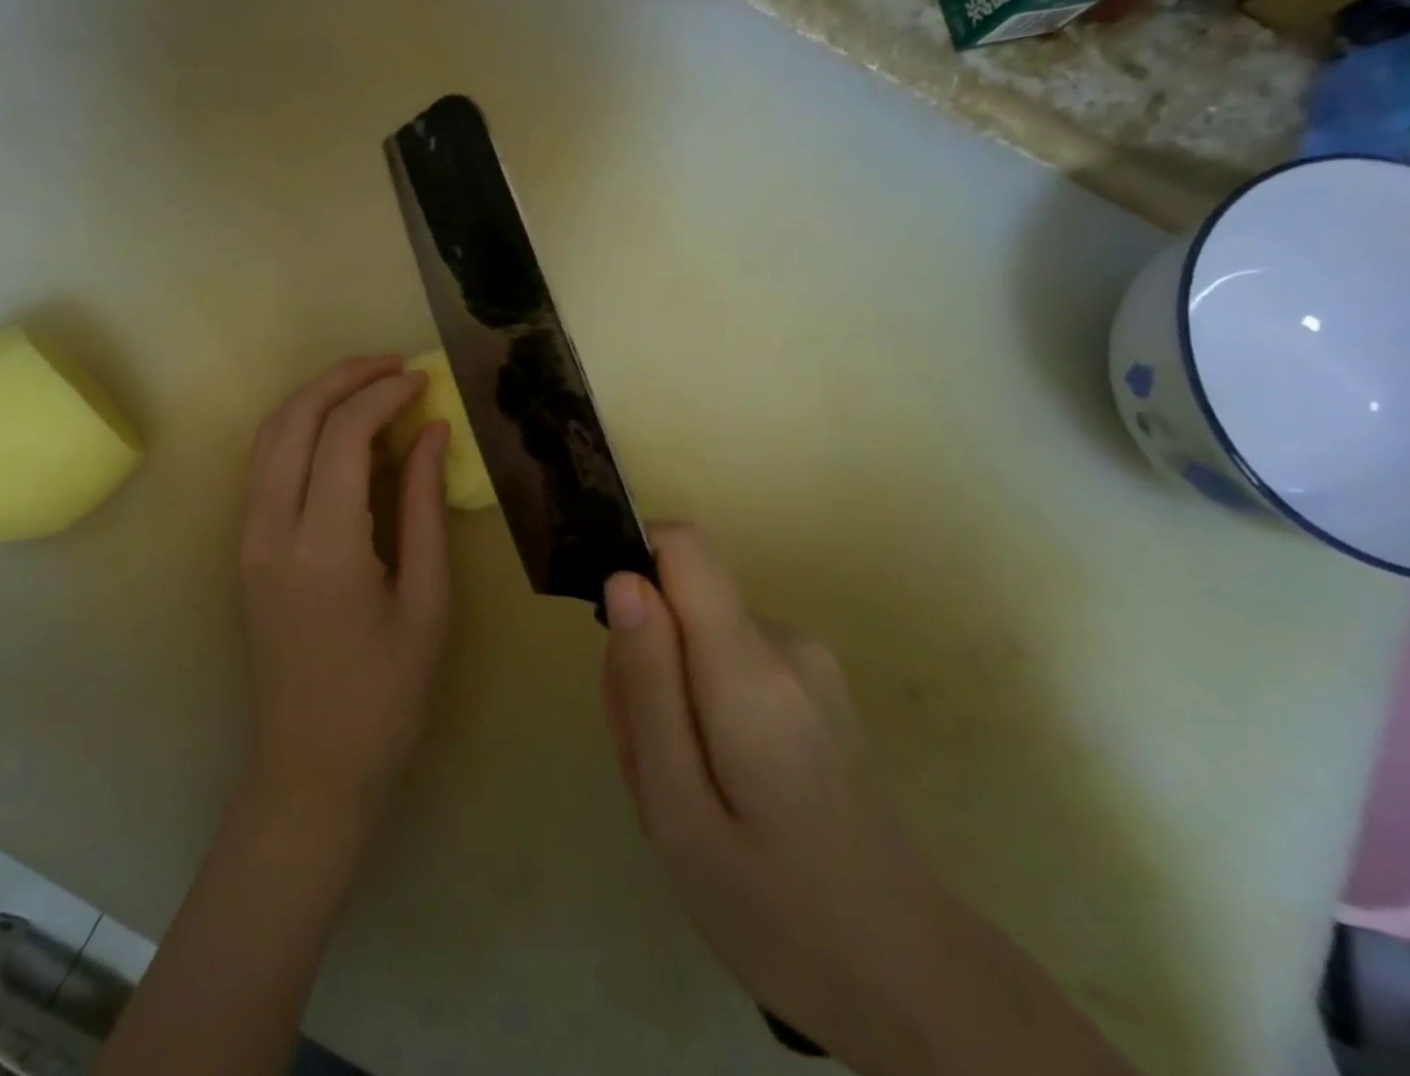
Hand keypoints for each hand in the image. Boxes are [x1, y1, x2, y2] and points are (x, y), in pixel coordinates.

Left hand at [238, 355, 452, 829]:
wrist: (311, 771)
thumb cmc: (386, 697)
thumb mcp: (427, 600)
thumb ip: (424, 506)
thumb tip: (430, 432)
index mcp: (324, 545)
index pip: (343, 434)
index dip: (384, 394)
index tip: (422, 379)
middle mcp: (271, 530)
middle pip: (293, 419)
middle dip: (342, 378)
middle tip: (394, 365)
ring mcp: (248, 539)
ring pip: (269, 436)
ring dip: (316, 398)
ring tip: (369, 385)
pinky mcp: (246, 551)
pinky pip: (266, 467)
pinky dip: (300, 431)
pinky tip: (340, 433)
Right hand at [600, 526, 958, 1064]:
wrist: (918, 985)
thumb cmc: (779, 912)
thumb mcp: (677, 809)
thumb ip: (646, 684)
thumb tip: (623, 580)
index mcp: (751, 666)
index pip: (683, 546)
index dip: (633, 564)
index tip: (613, 641)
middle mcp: (786, 643)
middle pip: (681, 602)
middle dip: (644, 661)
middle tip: (650, 763)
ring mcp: (810, 665)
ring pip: (700, 638)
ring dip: (670, 694)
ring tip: (683, 790)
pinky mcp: (817, 689)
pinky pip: (732, 663)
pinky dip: (703, 707)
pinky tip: (720, 787)